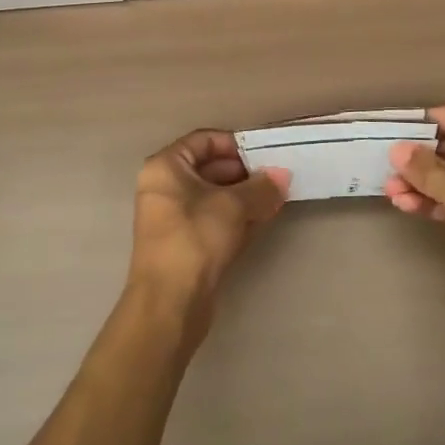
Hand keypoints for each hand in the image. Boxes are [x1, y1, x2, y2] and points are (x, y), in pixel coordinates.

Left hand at [128, 130, 289, 338]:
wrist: (170, 304)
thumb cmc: (195, 239)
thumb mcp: (233, 206)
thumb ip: (261, 187)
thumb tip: (281, 176)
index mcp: (165, 167)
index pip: (204, 140)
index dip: (235, 143)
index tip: (264, 154)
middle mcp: (164, 187)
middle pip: (209, 168)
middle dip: (245, 172)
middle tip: (276, 177)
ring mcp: (172, 217)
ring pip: (213, 196)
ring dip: (244, 196)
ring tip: (276, 198)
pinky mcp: (183, 244)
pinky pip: (212, 219)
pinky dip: (235, 217)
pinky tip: (263, 220)